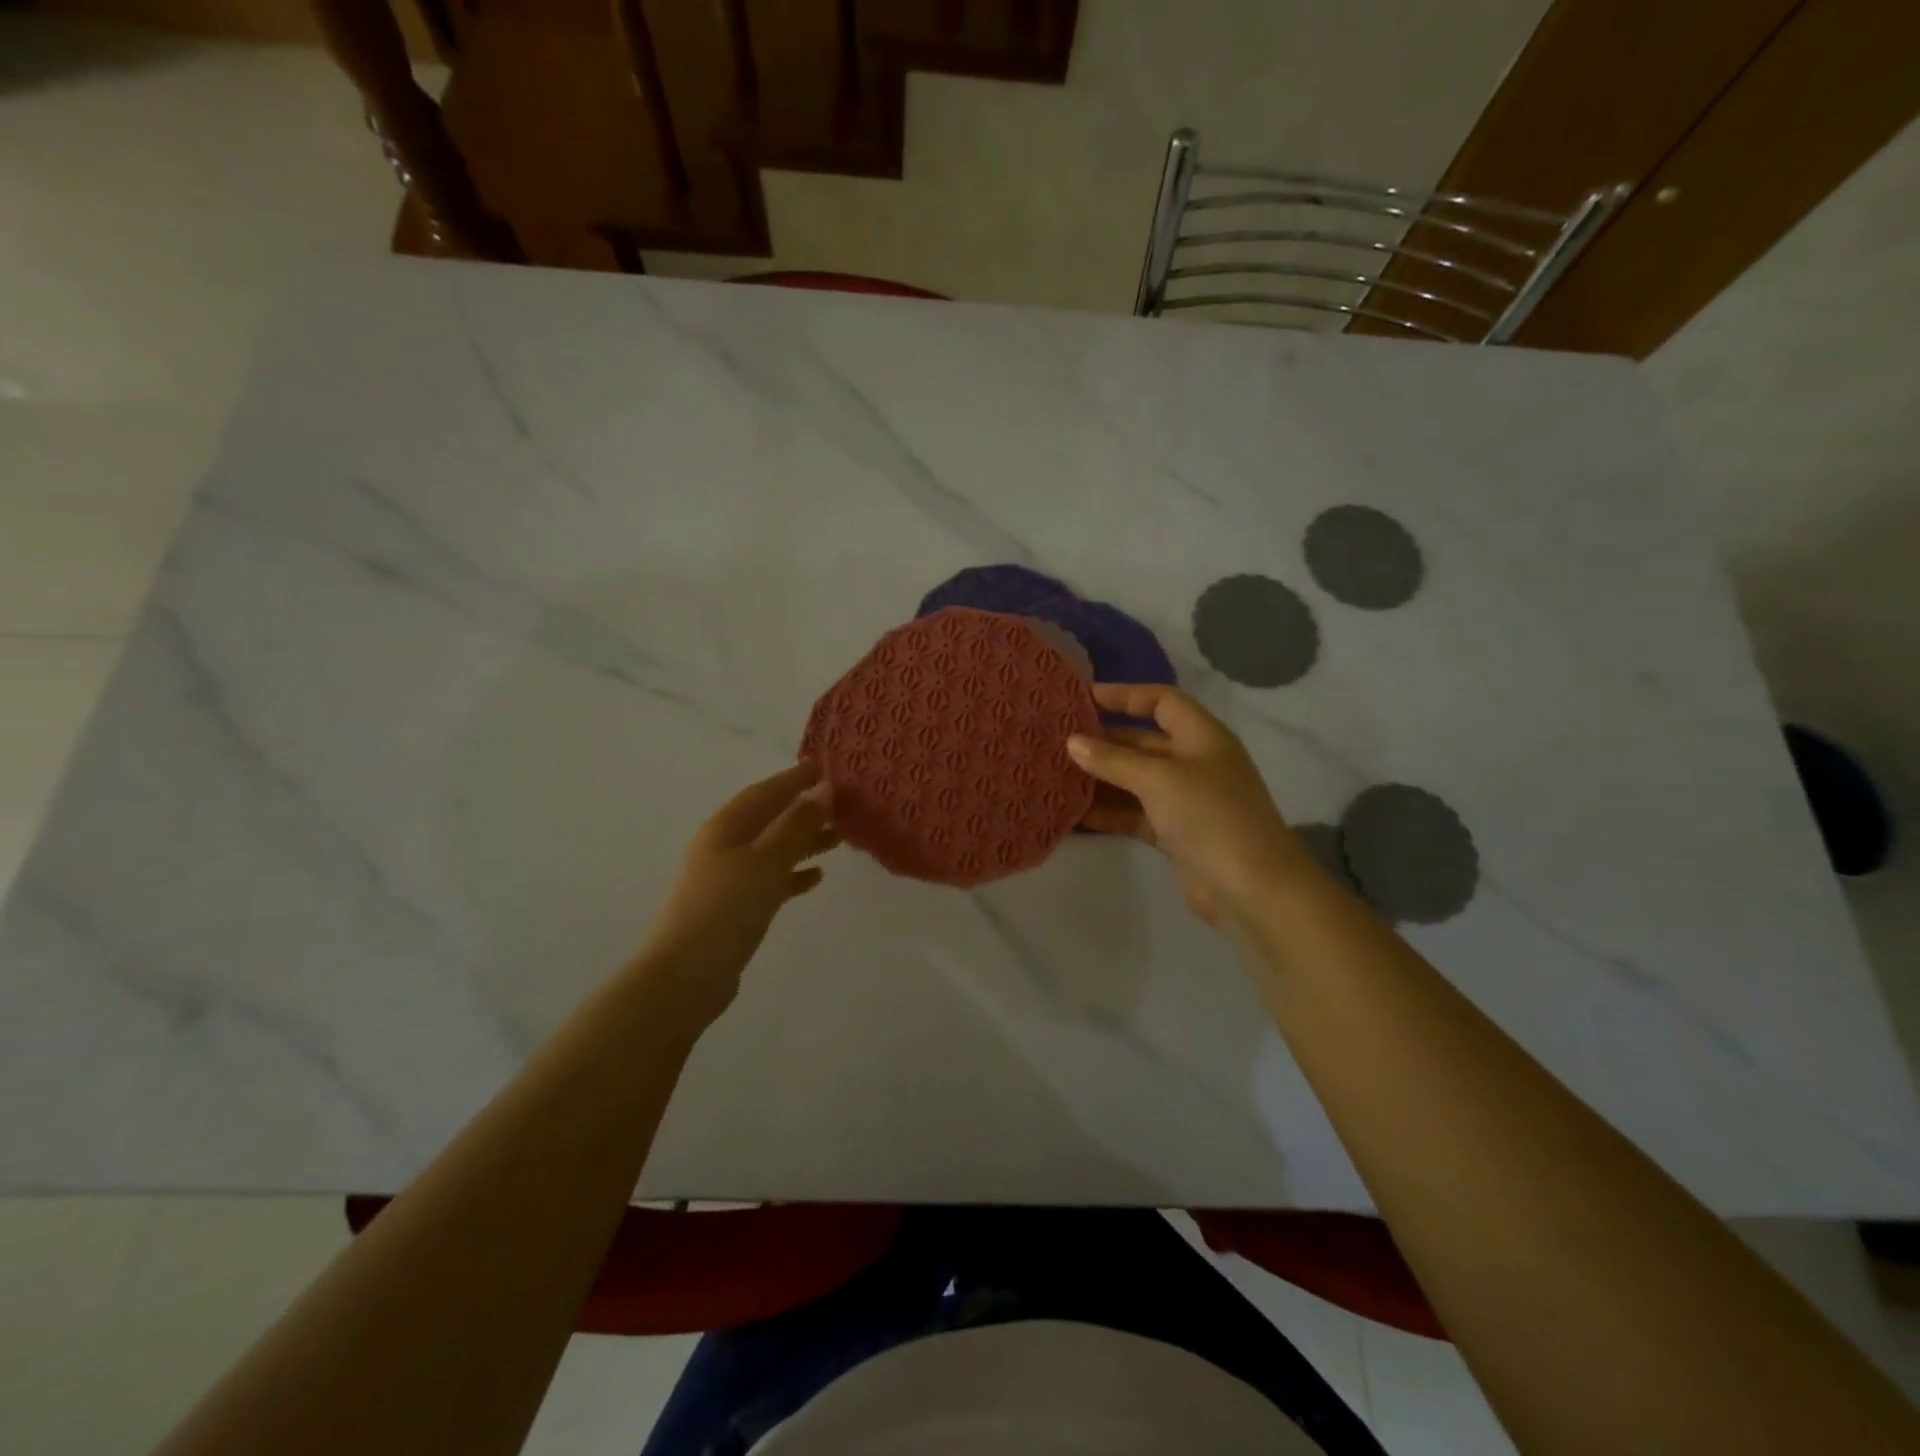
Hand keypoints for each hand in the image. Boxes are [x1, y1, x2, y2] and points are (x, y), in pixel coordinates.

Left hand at [637, 762, 839, 1017]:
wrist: (685, 976)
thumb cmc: (726, 909)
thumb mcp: (766, 861)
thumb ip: (796, 825)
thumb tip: (823, 789)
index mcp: (726, 827)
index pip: (765, 791)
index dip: (795, 778)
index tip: (825, 767)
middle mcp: (725, 846)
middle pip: (770, 819)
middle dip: (804, 810)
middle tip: (844, 805)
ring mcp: (728, 878)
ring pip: (773, 849)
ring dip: (804, 841)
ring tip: (840, 837)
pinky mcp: (735, 907)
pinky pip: (770, 880)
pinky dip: (793, 875)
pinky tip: (816, 878)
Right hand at [1070, 684, 1302, 924]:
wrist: (1252, 889)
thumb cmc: (1210, 816)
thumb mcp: (1159, 779)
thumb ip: (1113, 760)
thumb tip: (1072, 742)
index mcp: (1201, 736)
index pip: (1161, 701)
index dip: (1125, 695)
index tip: (1083, 698)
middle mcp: (1194, 762)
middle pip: (1143, 742)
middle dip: (1103, 741)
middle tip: (1057, 742)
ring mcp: (1185, 800)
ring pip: (1134, 780)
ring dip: (1100, 779)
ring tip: (1056, 776)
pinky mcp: (1175, 833)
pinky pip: (1134, 814)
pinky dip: (1108, 812)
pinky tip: (1074, 813)